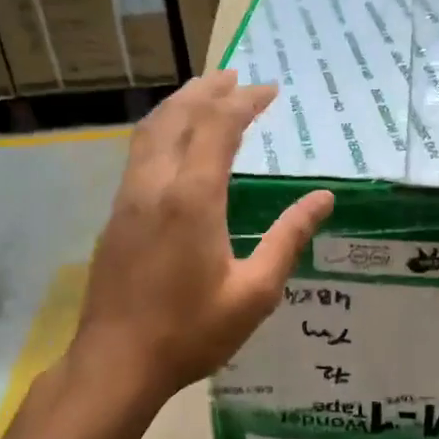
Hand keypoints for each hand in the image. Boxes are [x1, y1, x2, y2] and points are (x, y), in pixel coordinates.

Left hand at [73, 71, 333, 404]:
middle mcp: (155, 185)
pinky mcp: (115, 215)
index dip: (245, 102)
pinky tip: (174, 143)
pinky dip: (162, 130)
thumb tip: (323, 199)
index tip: (270, 90)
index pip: (218, 127)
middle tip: (235, 75)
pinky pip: (139, 153)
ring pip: (150, 131)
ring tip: (204, 93)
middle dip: (207, 89)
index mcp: (193, 198)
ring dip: (179, 105)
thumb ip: (288, 238)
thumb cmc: (191, 332)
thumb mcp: (255, 292)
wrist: (116, 363)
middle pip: (178, 116)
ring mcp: (128, 198)